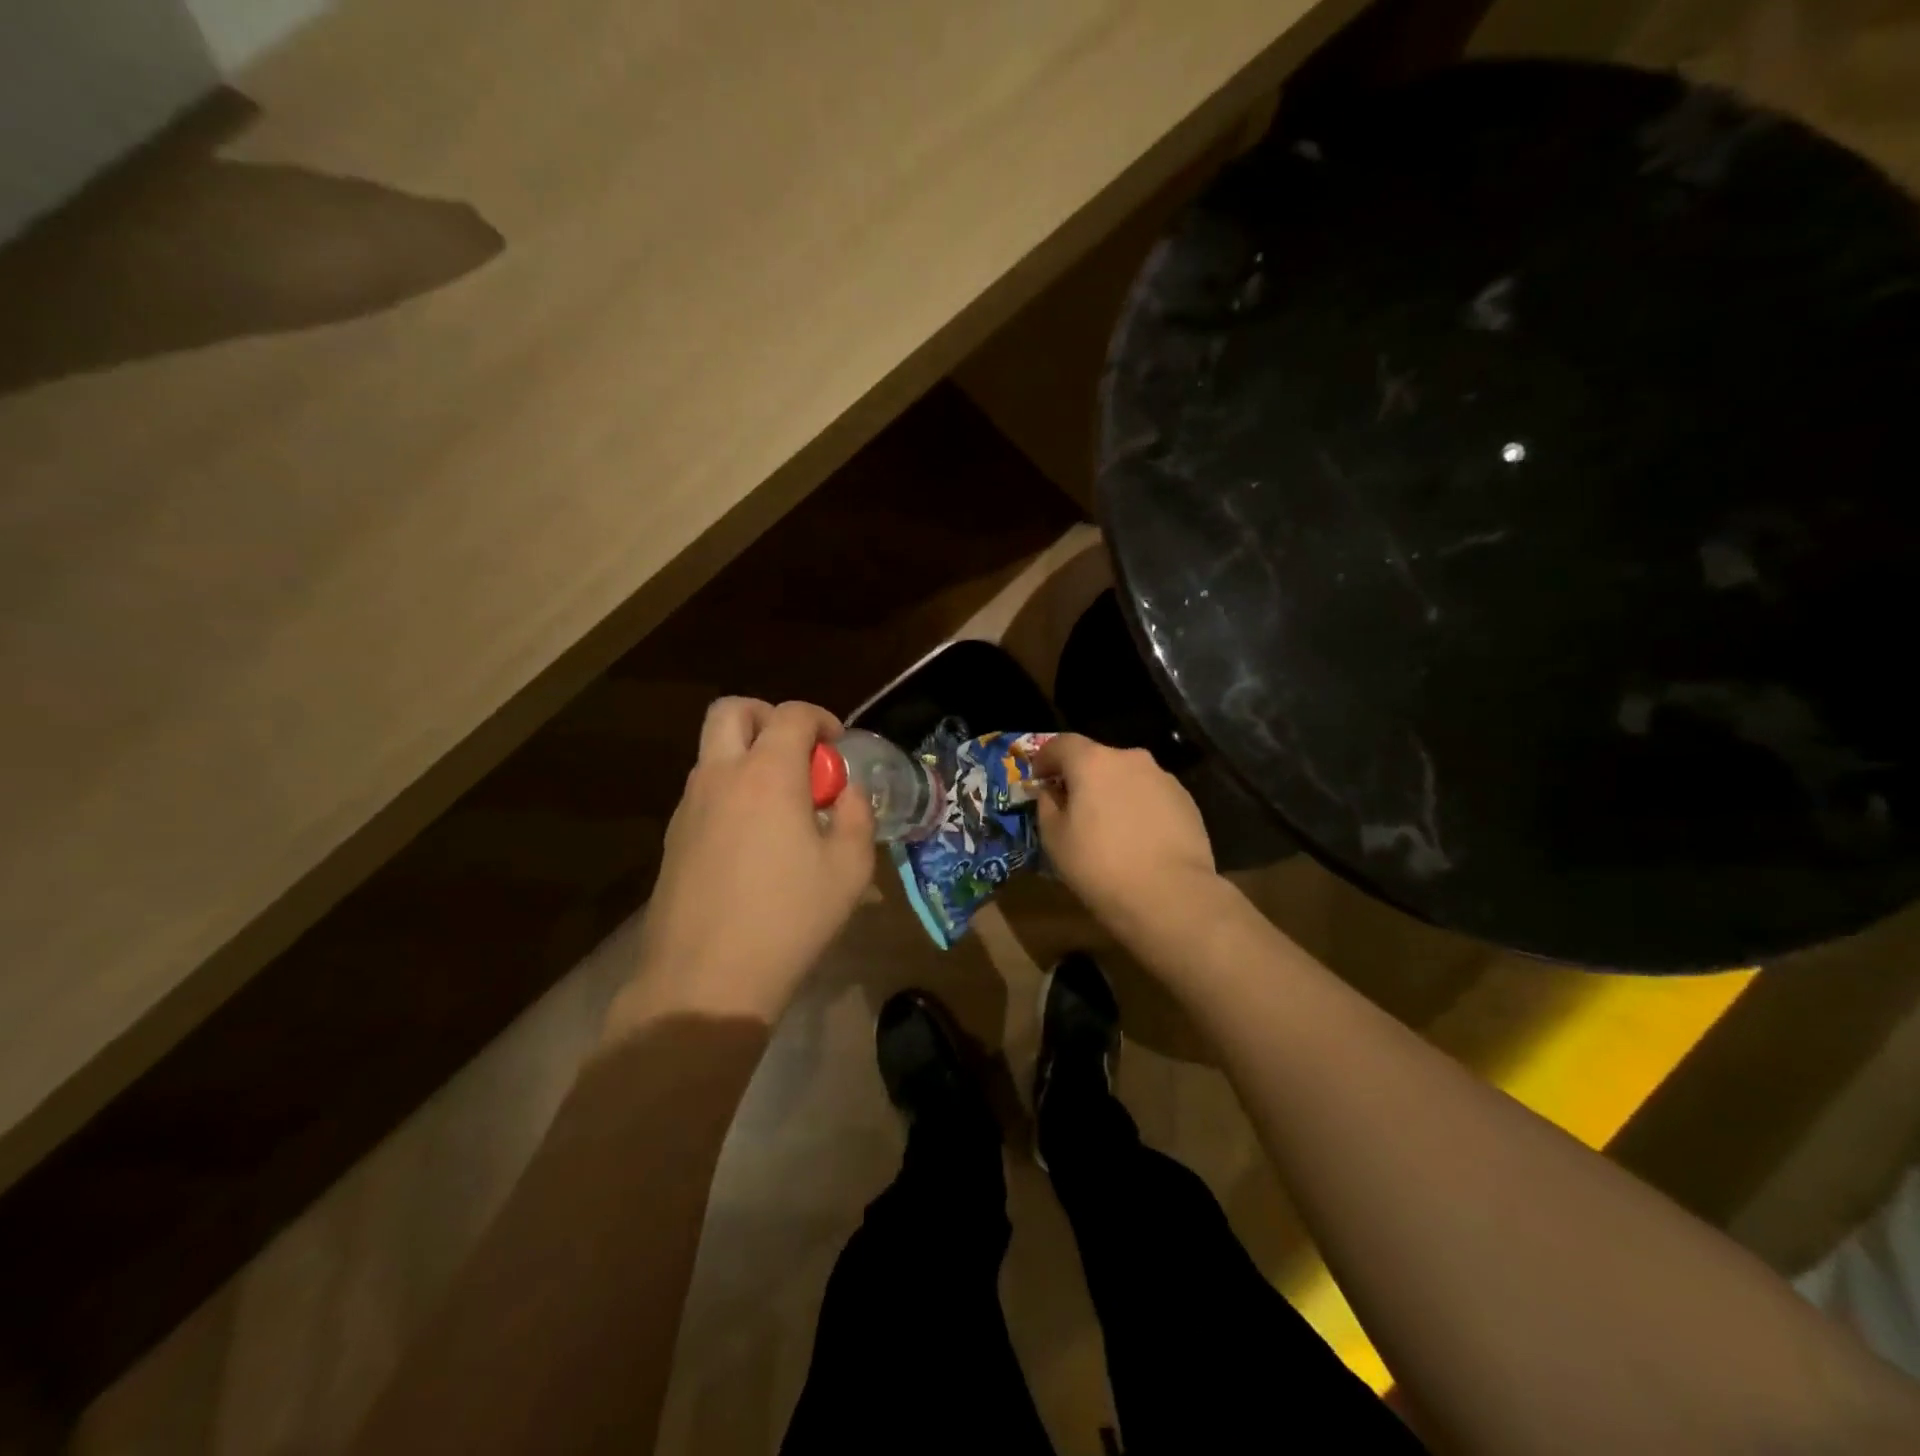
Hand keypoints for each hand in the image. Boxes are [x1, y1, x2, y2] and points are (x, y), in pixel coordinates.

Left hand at [612, 698, 874, 1030]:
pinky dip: (731, 790)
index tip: (839, 747)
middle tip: (798, 753)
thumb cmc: (789, 919)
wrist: (705, 980)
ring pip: (713, 751)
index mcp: (767, 774)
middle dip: (769, 716)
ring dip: (748, 755)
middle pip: (733, 711)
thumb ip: (857, 817)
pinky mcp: (672, 838)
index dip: (822, 719)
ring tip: (782, 803)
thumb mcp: (849, 870)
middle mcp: (721, 777)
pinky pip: (704, 791)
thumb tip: (848, 793)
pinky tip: (754, 840)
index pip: (792, 715)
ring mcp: (689, 806)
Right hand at [1034, 733, 1215, 921]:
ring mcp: (1163, 778)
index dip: (1045, 758)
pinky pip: (1151, 795)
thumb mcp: (1055, 839)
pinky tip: (1138, 838)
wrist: (1171, 896)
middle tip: (1073, 807)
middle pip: (1097, 758)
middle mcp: (1130, 759)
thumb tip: (1051, 793)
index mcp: (1093, 762)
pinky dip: (1138, 807)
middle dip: (1082, 777)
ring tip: (1109, 826)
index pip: (1061, 744)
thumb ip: (1047, 806)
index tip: (1038, 779)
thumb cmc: (1100, 866)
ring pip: (1127, 776)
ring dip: (1113, 792)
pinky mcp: (1186, 800)